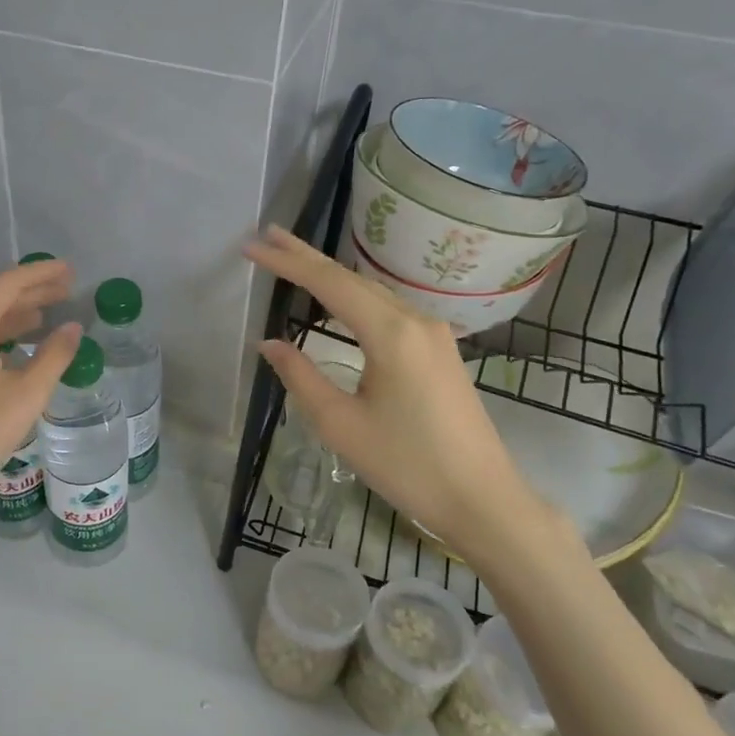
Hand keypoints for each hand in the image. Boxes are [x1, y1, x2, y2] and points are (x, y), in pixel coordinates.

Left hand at [0, 260, 83, 527]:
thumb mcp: (25, 395)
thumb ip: (53, 355)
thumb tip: (73, 327)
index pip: (8, 284)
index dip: (41, 275)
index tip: (70, 271)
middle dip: (31, 293)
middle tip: (67, 290)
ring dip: (15, 316)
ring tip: (48, 316)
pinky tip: (18, 349)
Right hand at [244, 227, 575, 578]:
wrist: (483, 500)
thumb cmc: (407, 466)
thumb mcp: (341, 425)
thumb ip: (300, 377)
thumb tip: (270, 344)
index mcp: (392, 334)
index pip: (329, 284)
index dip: (287, 263)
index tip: (252, 248)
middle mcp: (416, 321)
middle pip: (353, 279)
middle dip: (308, 257)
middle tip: (269, 235)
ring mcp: (433, 334)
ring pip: (373, 293)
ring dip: (331, 276)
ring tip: (294, 260)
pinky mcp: (440, 351)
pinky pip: (389, 310)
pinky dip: (354, 298)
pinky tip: (338, 300)